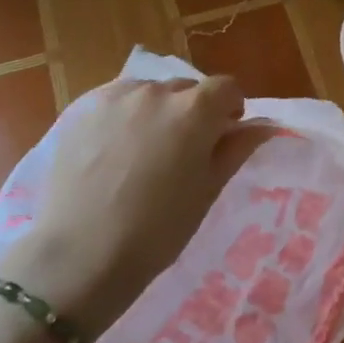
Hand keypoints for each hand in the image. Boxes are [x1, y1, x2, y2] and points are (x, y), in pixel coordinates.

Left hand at [6, 76, 274, 333]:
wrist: (82, 255)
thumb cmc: (159, 228)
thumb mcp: (209, 189)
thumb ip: (237, 148)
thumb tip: (262, 127)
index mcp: (195, 110)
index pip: (226, 88)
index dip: (231, 109)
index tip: (223, 136)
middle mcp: (156, 92)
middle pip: (187, 88)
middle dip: (194, 110)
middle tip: (184, 150)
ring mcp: (114, 98)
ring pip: (150, 92)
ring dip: (157, 110)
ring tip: (145, 149)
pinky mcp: (81, 110)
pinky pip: (116, 101)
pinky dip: (124, 115)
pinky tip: (114, 150)